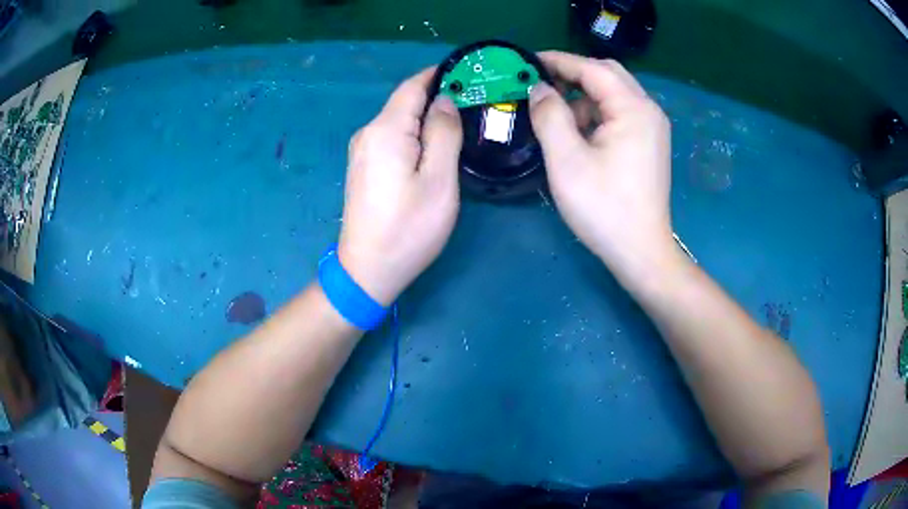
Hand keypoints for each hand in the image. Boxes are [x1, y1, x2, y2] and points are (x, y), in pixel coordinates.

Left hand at [338, 68, 462, 305]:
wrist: (367, 270)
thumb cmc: (408, 228)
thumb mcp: (438, 180)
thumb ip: (443, 133)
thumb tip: (445, 101)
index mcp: (385, 130)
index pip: (413, 86)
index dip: (439, 74)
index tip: (469, 73)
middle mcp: (368, 133)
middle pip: (405, 102)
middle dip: (438, 96)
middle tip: (474, 101)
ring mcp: (361, 151)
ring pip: (399, 120)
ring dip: (427, 117)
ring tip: (461, 122)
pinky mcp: (363, 167)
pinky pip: (392, 138)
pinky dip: (414, 134)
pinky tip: (433, 145)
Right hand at [529, 52, 674, 268]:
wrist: (641, 252)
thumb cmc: (604, 208)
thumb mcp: (567, 160)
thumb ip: (550, 116)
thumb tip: (539, 89)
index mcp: (633, 109)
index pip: (593, 69)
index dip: (559, 61)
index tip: (528, 61)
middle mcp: (648, 111)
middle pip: (608, 75)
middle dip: (573, 74)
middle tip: (541, 85)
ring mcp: (652, 128)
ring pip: (613, 95)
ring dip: (584, 97)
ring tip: (556, 116)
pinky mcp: (649, 143)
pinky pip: (620, 114)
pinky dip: (596, 115)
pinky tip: (578, 134)